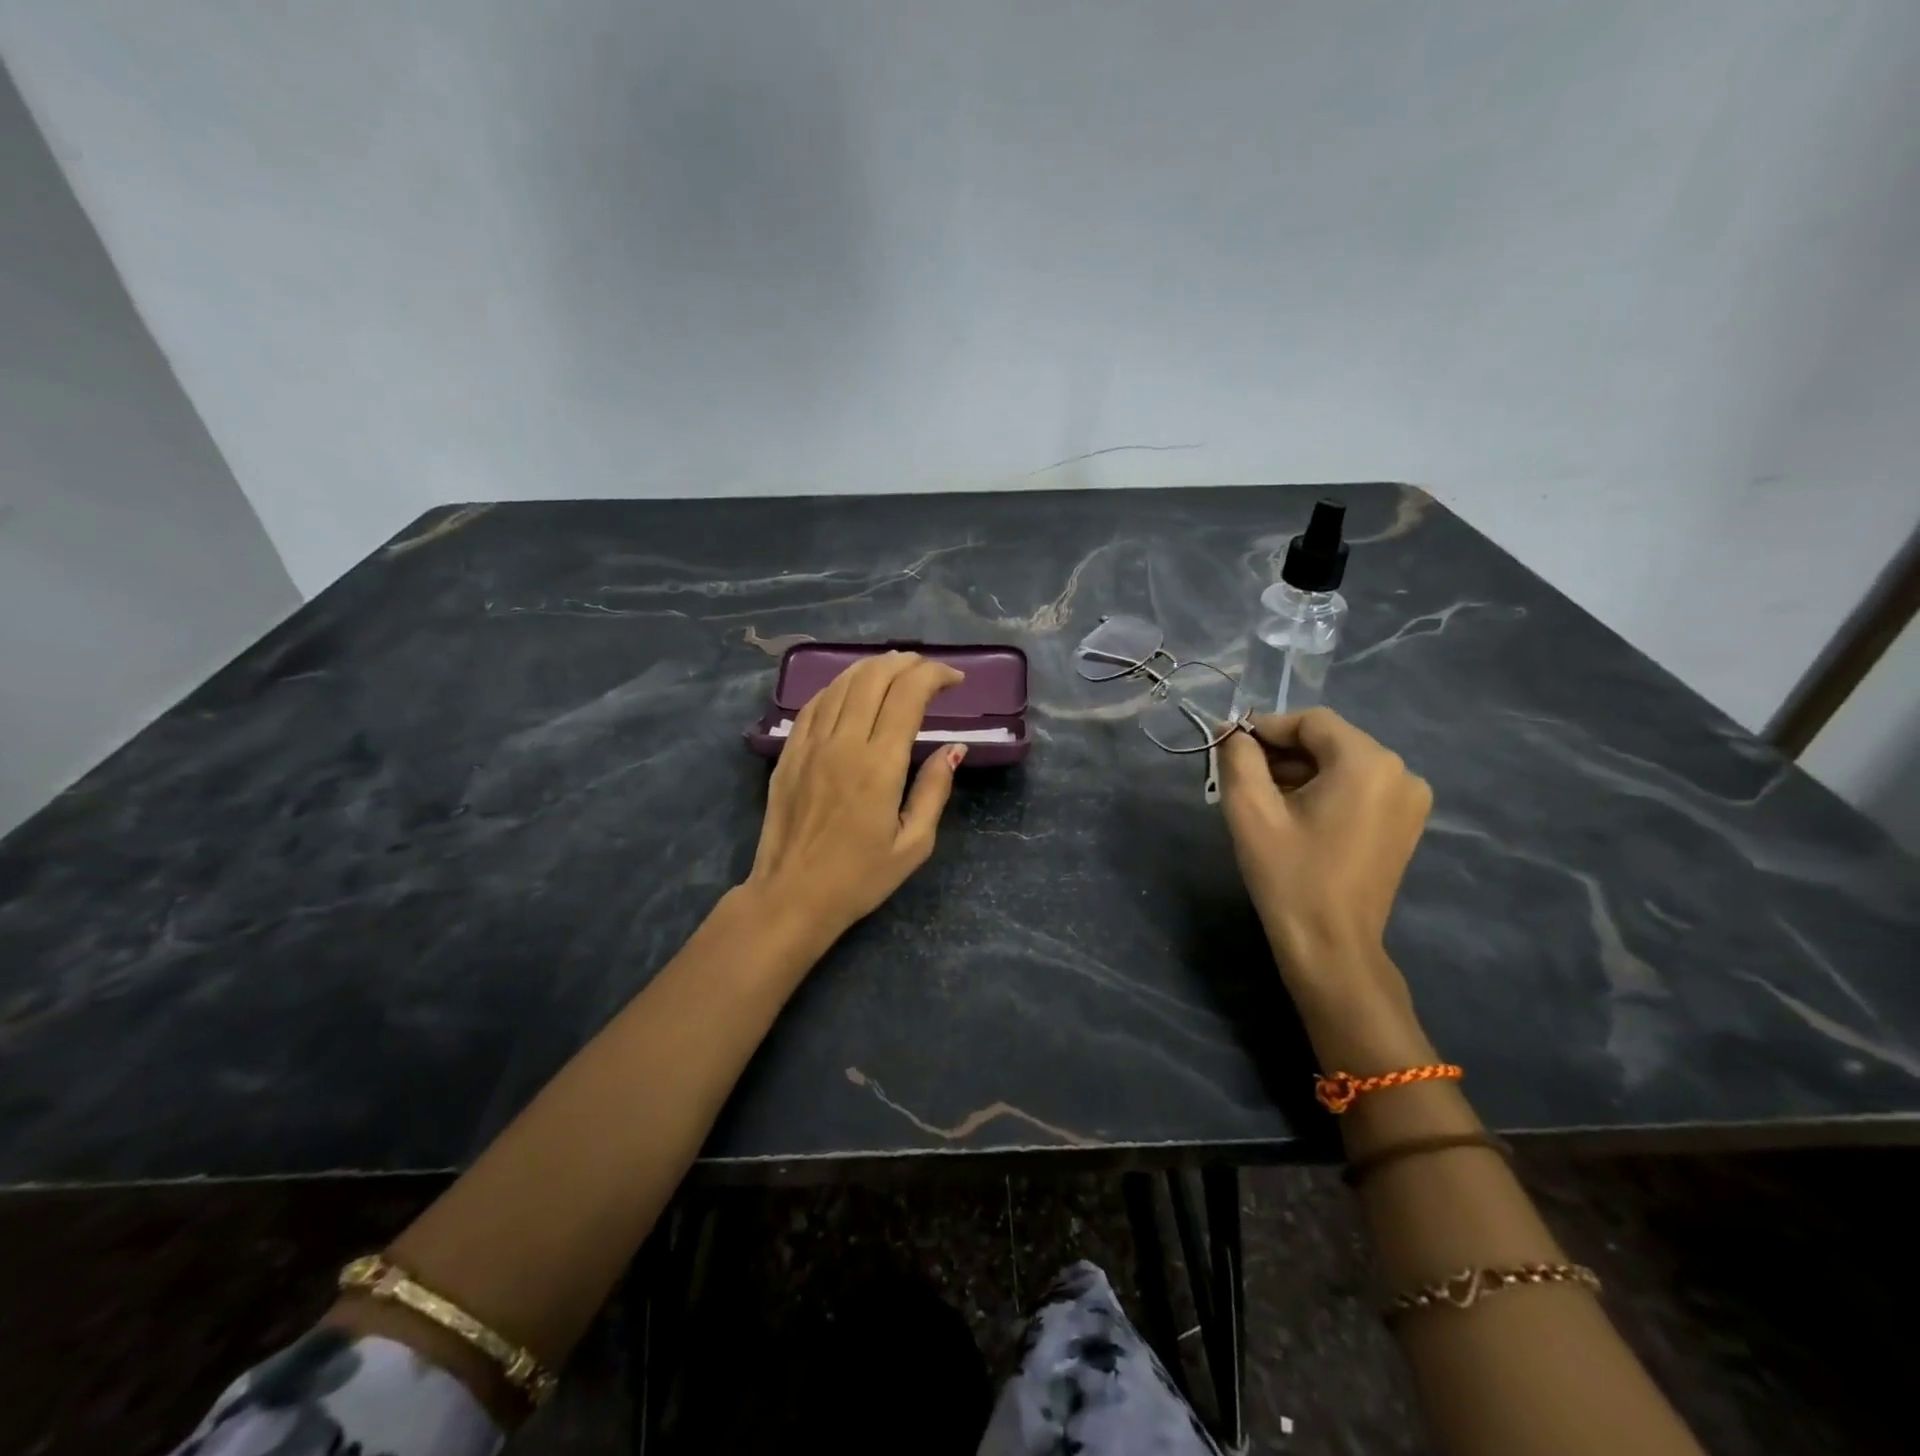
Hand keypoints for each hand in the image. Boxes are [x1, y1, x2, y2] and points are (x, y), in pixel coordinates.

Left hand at [744, 652, 967, 942]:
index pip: (908, 695)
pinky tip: (852, 689)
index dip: (934, 676)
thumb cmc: (859, 878)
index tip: (954, 681)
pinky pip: (815, 703)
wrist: (791, 896)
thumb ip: (934, 790)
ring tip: (896, 670)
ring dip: (873, 667)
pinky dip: (840, 686)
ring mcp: (810, 744)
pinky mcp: (789, 753)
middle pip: (874, 677)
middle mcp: (843, 743)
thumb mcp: (913, 844)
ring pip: (842, 683)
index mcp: (879, 765)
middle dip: (907, 663)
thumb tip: (954, 749)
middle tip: (928, 670)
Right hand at [1219, 708, 1432, 1041]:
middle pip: (1329, 741)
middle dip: (1282, 752)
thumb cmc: (1289, 875)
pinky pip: (1358, 787)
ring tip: (1263, 798)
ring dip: (1301, 772)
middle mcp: (1400, 772)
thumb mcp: (1250, 810)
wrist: (1331, 945)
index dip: (1267, 728)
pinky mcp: (1406, 823)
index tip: (1231, 747)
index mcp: (1368, 763)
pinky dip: (1324, 790)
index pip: (1311, 722)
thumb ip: (1239, 757)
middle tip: (1241, 775)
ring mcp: (1410, 799)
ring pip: (1343, 764)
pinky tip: (1295, 814)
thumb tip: (1233, 731)